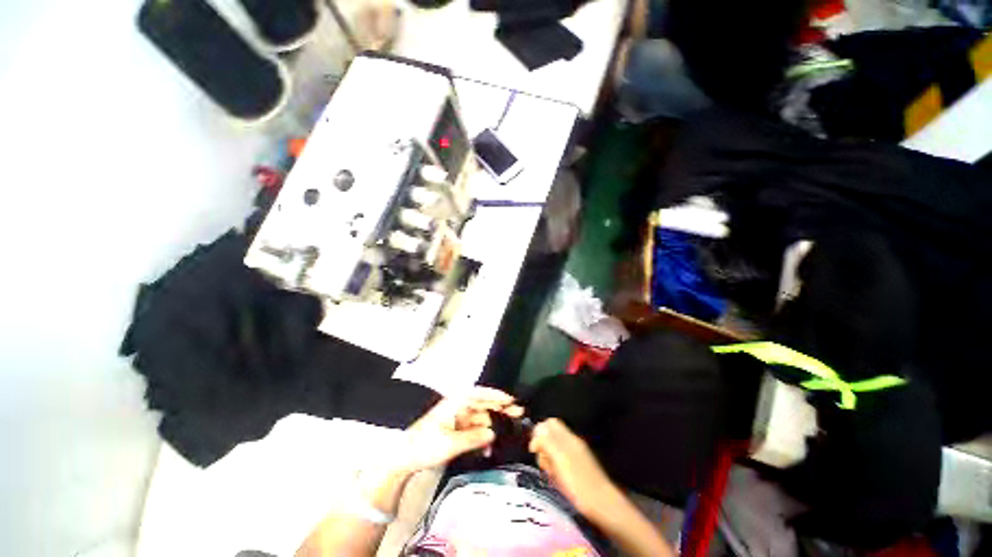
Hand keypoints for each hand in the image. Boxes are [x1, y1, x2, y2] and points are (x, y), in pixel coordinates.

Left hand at [392, 387, 523, 474]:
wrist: (404, 458)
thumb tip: (493, 433)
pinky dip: (483, 435)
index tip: (510, 400)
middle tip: (518, 413)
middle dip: (500, 408)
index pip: (478, 393)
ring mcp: (457, 417)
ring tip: (510, 429)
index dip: (495, 395)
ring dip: (493, 424)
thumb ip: (473, 438)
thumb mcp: (449, 444)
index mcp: (454, 403)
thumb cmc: (424, 445)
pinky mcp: (457, 428)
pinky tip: (490, 445)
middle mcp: (458, 406)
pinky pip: (475, 428)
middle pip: (483, 404)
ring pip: (481, 417)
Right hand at [529, 418, 622, 517]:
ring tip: (551, 474)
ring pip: (554, 451)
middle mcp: (572, 443)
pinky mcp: (578, 469)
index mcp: (568, 437)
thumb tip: (535, 435)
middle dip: (543, 448)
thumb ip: (546, 442)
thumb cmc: (579, 482)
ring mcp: (576, 456)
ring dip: (548, 460)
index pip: (550, 423)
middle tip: (544, 463)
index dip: (539, 432)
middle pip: (550, 437)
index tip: (535, 449)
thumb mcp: (559, 459)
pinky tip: (557, 480)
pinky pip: (560, 463)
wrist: (603, 504)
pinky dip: (556, 469)